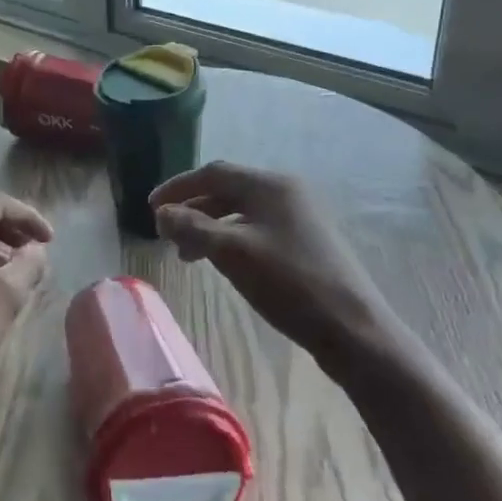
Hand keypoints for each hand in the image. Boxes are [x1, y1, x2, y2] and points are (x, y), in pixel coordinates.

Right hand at [151, 162, 407, 368]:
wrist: (352, 327)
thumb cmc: (288, 283)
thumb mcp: (232, 253)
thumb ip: (192, 228)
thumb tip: (162, 214)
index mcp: (270, 185)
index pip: (213, 173)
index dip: (178, 188)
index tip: (150, 208)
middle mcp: (286, 191)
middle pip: (227, 190)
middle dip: (193, 208)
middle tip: (166, 233)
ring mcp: (299, 216)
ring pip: (241, 211)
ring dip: (209, 226)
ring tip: (188, 254)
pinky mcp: (306, 241)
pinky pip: (257, 228)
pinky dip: (231, 238)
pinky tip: (222, 261)